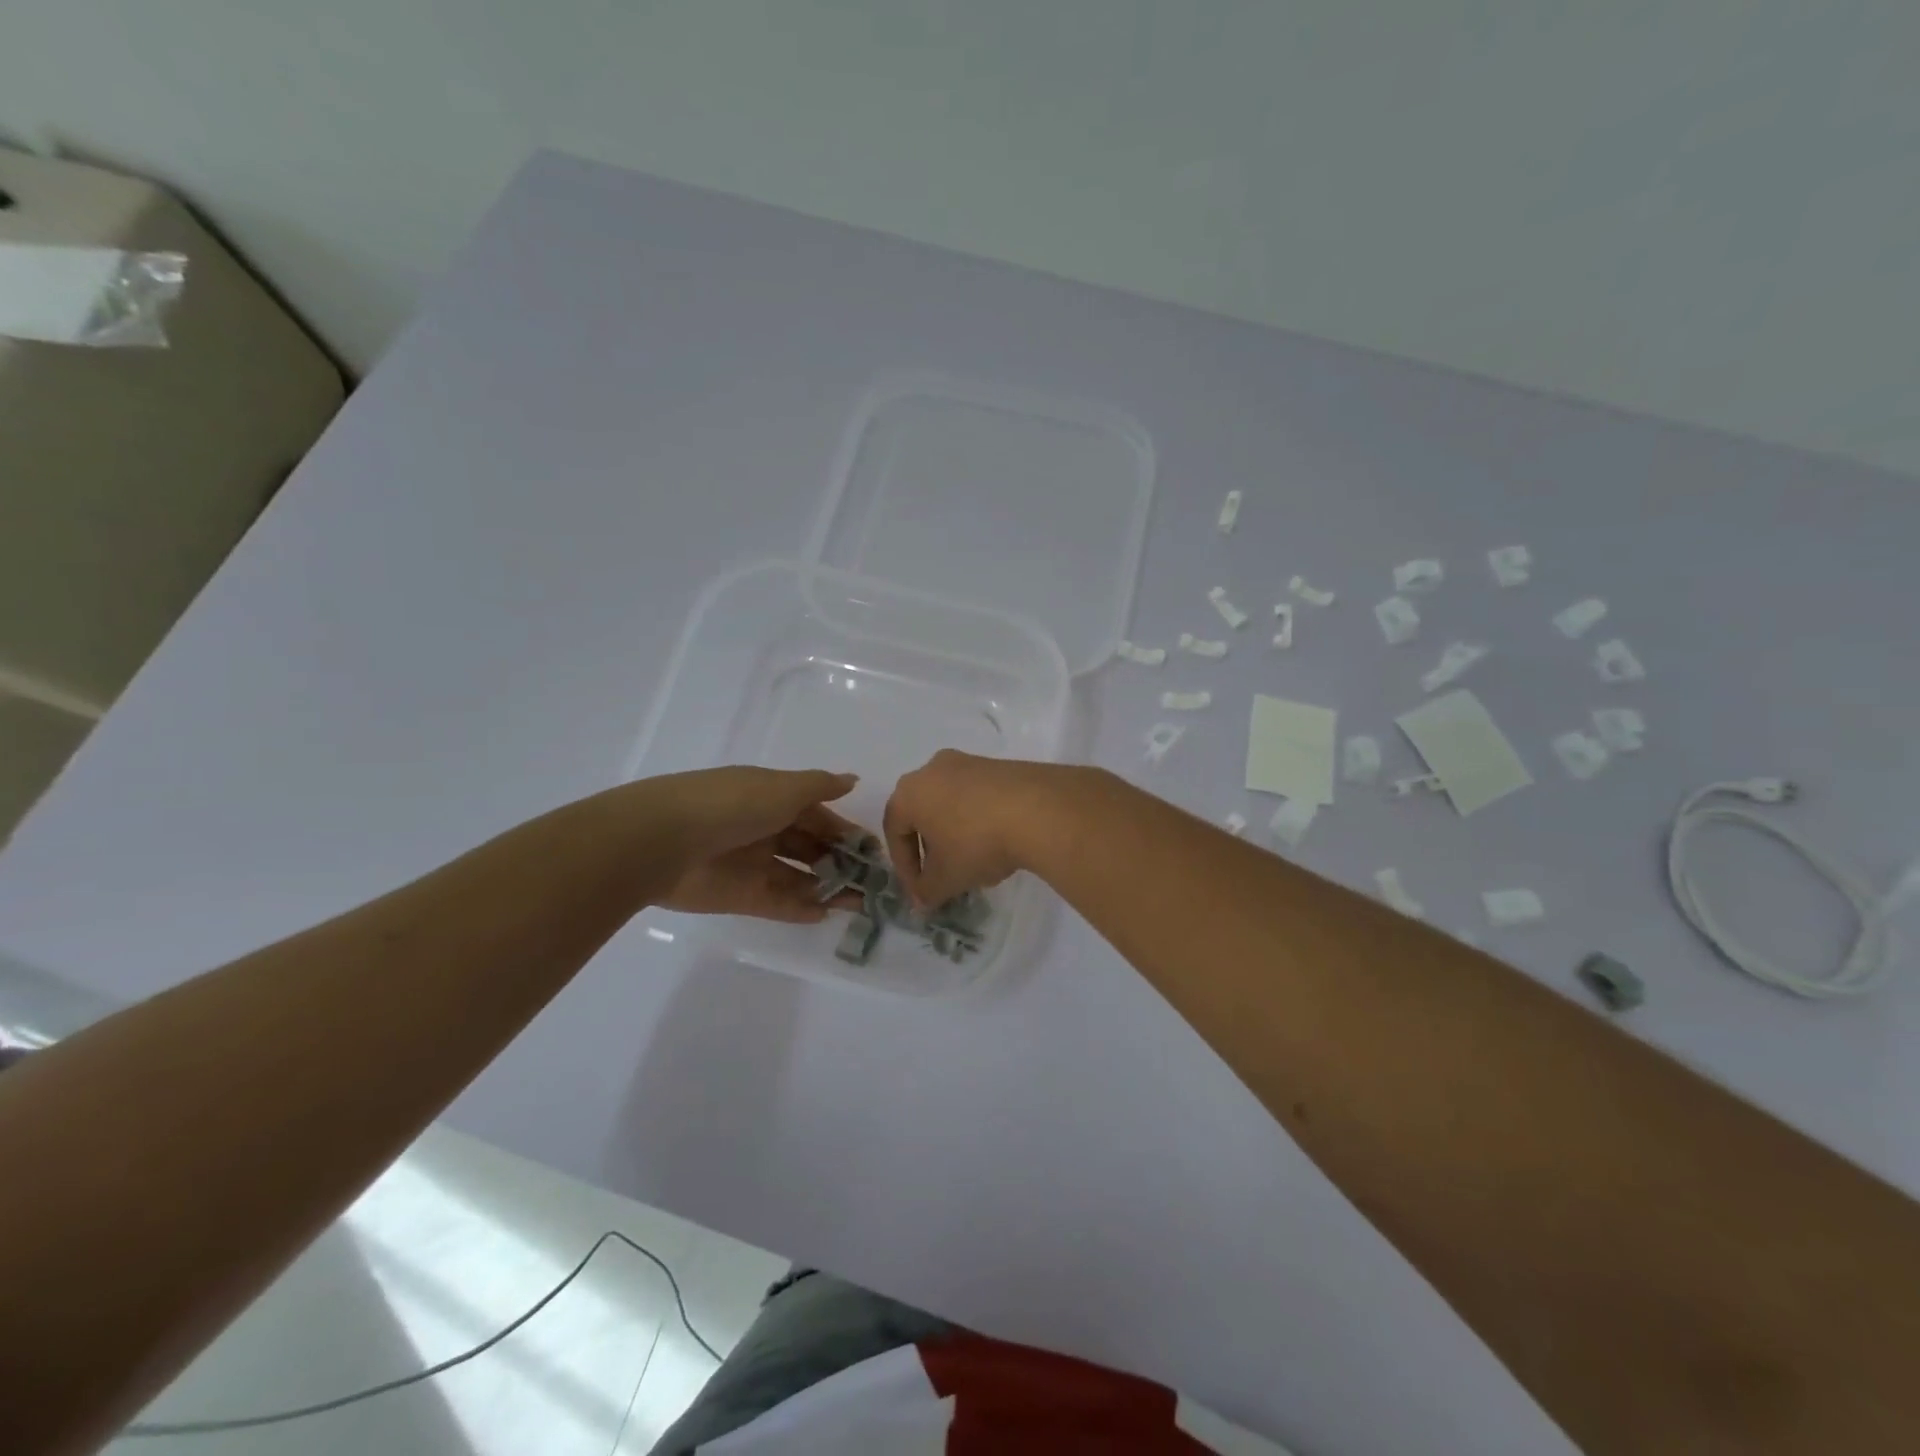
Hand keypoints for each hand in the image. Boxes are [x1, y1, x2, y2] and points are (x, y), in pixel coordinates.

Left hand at [648, 767, 862, 923]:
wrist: (665, 841)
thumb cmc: (733, 805)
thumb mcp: (783, 788)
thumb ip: (820, 787)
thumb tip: (852, 780)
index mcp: (772, 799)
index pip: (817, 815)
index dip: (844, 830)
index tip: (872, 850)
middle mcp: (763, 829)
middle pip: (809, 847)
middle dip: (841, 862)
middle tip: (872, 882)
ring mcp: (751, 864)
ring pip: (798, 877)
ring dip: (828, 888)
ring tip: (860, 903)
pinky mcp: (738, 896)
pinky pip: (777, 903)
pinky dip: (800, 908)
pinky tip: (827, 914)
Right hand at [883, 751, 1076, 906]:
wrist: (1038, 810)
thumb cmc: (976, 843)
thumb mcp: (947, 878)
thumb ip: (927, 892)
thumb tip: (921, 900)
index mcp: (909, 792)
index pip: (894, 831)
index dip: (905, 867)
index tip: (920, 891)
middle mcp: (933, 769)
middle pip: (923, 814)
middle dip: (931, 849)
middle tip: (943, 876)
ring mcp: (969, 763)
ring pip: (952, 804)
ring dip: (956, 835)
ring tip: (975, 863)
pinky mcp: (1000, 765)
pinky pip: (979, 797)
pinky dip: (980, 820)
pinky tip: (999, 844)